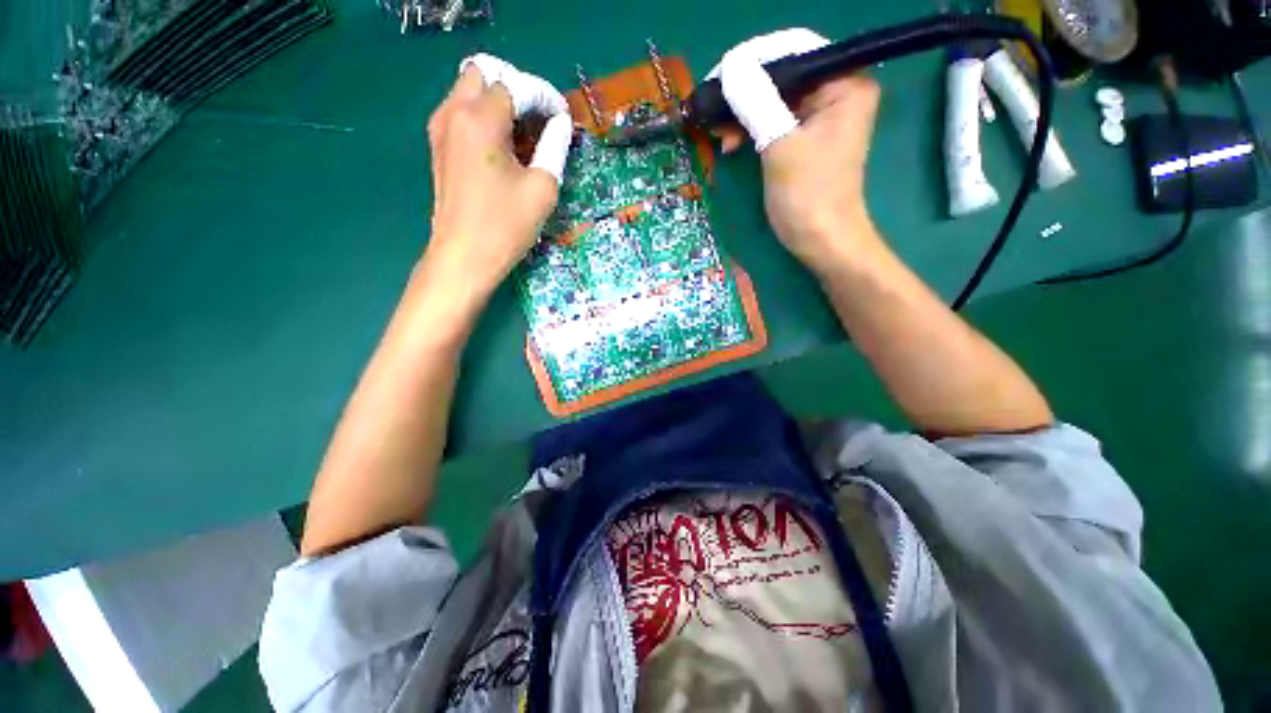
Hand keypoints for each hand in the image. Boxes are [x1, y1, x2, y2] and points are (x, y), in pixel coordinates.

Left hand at [424, 54, 573, 296]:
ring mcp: (441, 128)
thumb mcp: (542, 189)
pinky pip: (460, 111)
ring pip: (468, 89)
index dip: (544, 97)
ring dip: (497, 101)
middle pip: (484, 73)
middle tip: (537, 119)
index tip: (562, 117)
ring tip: (522, 133)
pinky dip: (482, 116)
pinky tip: (501, 146)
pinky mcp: (438, 145)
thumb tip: (561, 124)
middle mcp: (454, 113)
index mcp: (481, 120)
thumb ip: (554, 147)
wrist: (464, 256)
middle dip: (515, 88)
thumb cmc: (506, 225)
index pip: (516, 86)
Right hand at [711, 30, 882, 272]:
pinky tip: (730, 142)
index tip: (718, 76)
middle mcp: (836, 92)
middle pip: (783, 74)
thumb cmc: (808, 197)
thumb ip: (756, 102)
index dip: (753, 59)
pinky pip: (772, 121)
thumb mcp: (780, 147)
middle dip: (744, 91)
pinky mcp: (803, 138)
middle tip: (712, 107)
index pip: (795, 51)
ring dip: (742, 113)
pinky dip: (750, 129)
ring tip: (716, 130)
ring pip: (773, 99)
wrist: (821, 242)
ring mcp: (819, 116)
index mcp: (844, 84)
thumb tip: (730, 67)